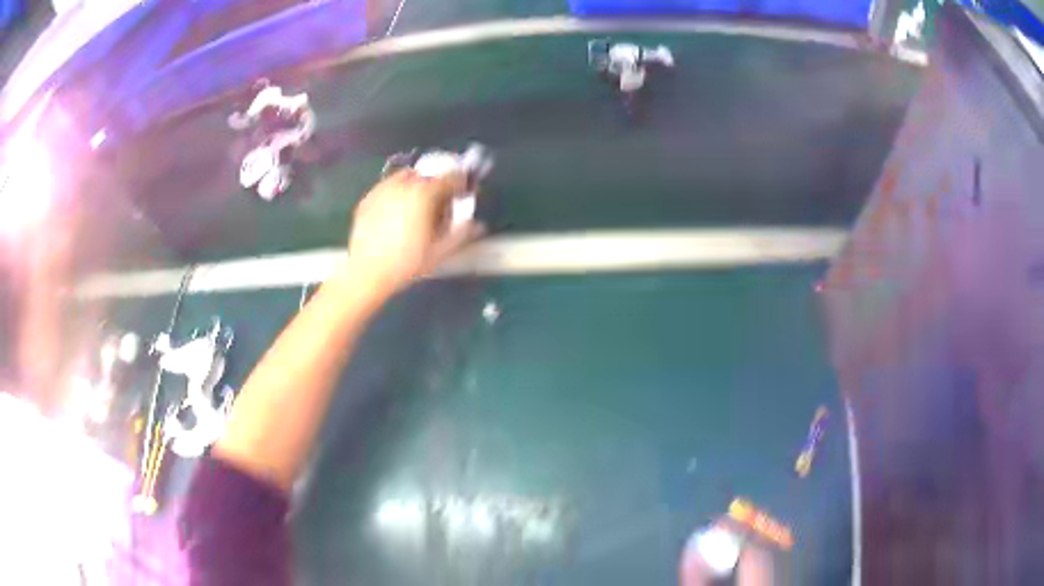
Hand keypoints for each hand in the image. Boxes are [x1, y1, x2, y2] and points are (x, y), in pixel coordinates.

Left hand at [345, 169, 483, 294]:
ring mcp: (383, 189)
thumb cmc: (406, 263)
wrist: (366, 273)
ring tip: (419, 204)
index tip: (463, 194)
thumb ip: (462, 234)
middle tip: (441, 202)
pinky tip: (397, 211)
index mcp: (424, 193)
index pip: (451, 177)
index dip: (461, 184)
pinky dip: (397, 192)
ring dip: (417, 184)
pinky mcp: (368, 199)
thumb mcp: (439, 252)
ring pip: (406, 177)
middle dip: (438, 184)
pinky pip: (388, 187)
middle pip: (428, 174)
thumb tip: (478, 225)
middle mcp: (403, 184)